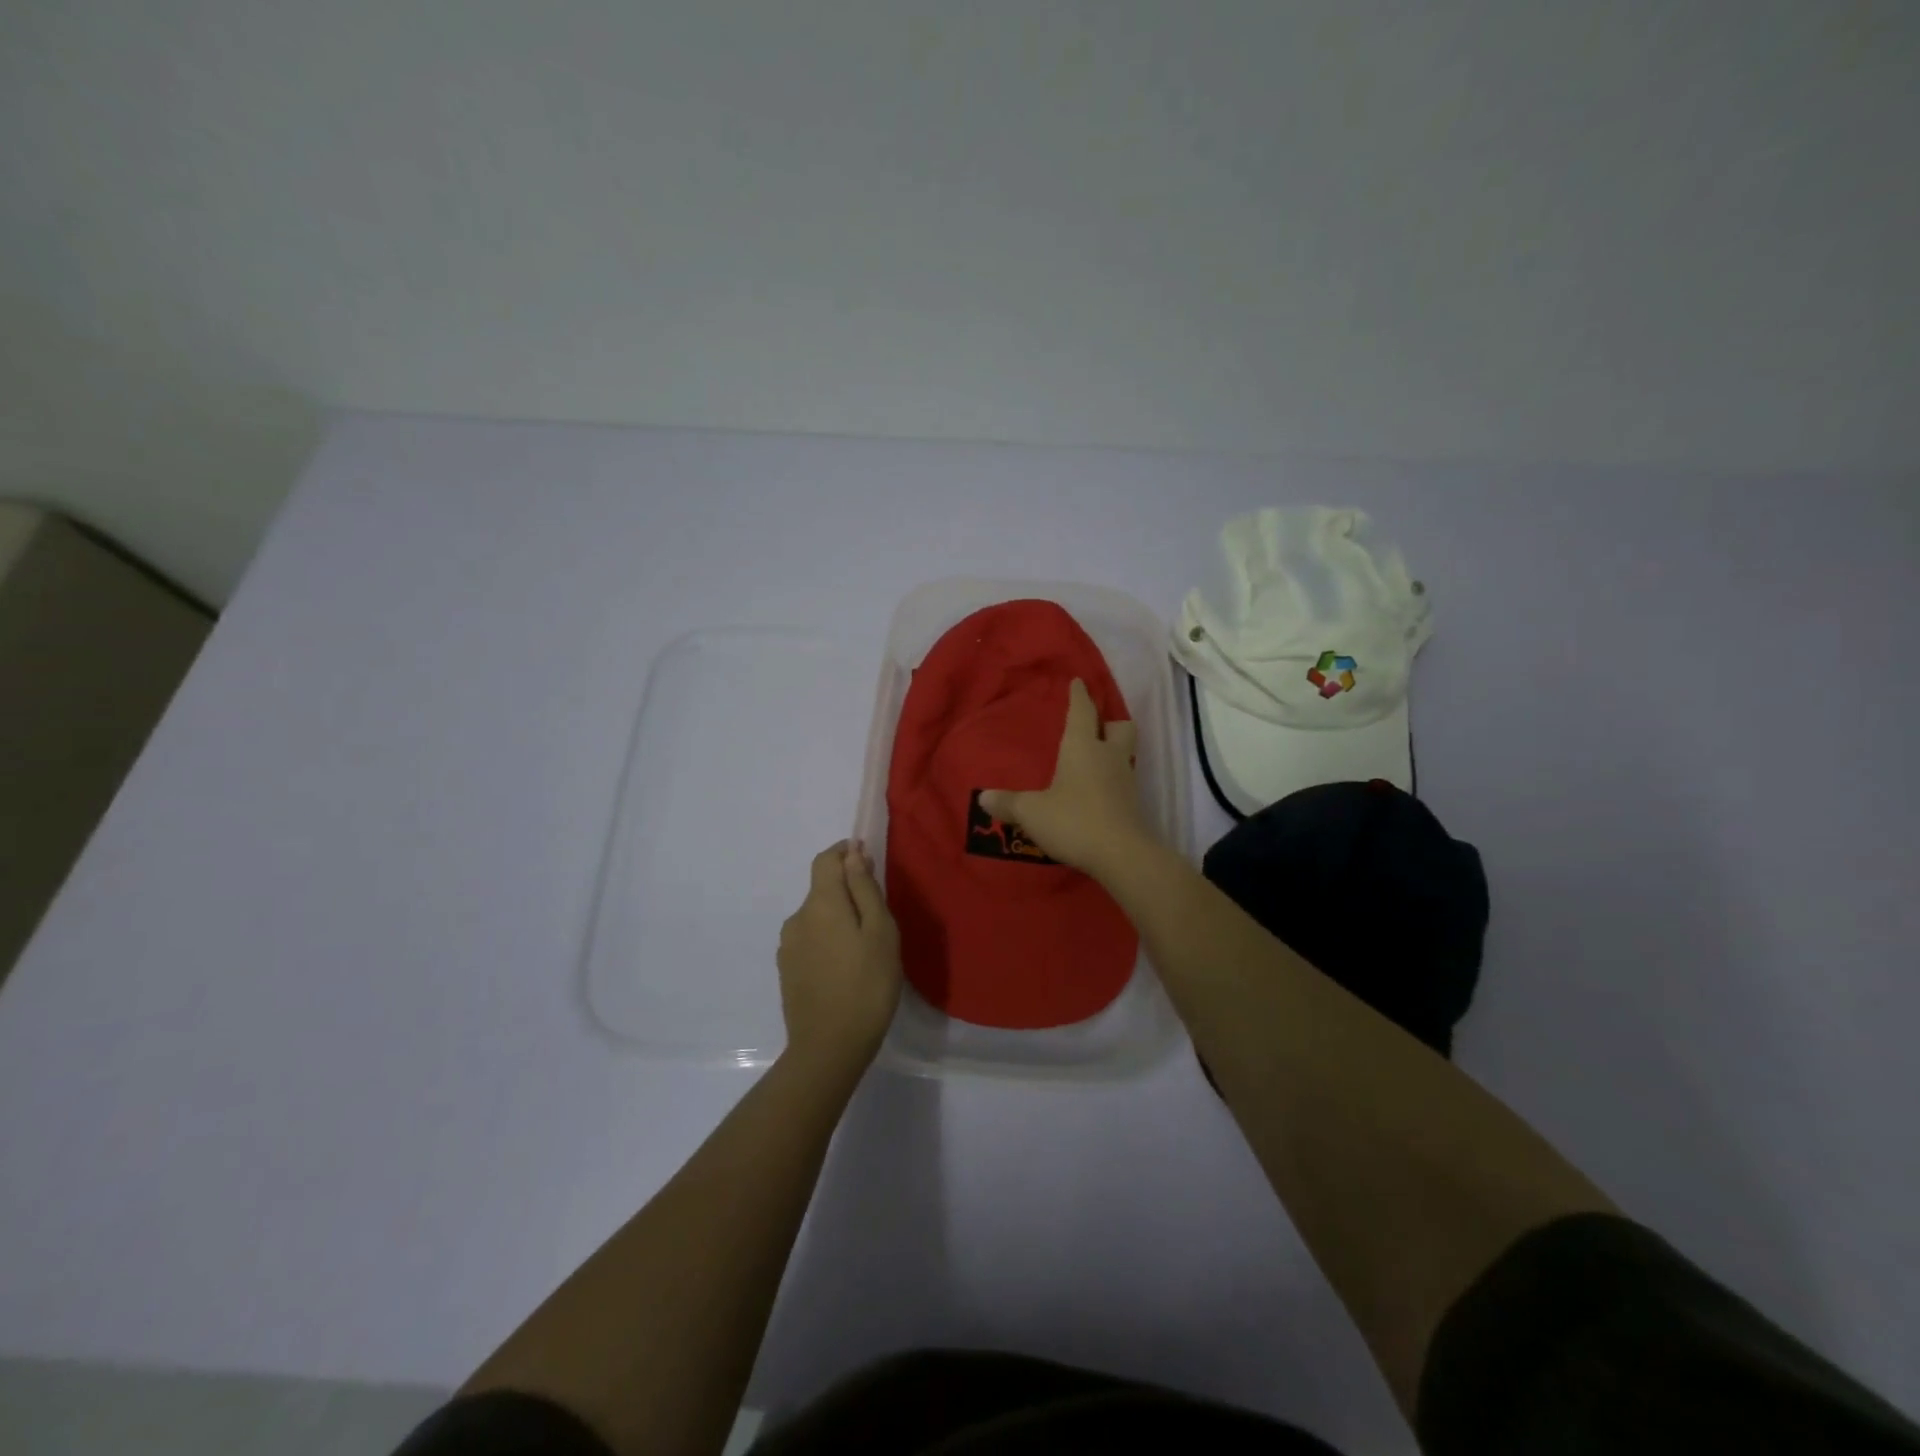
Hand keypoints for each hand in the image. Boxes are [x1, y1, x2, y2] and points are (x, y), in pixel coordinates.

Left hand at [777, 840, 902, 1069]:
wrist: (828, 1048)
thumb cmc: (866, 985)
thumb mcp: (880, 932)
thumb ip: (865, 889)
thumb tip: (853, 854)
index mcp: (821, 903)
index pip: (825, 860)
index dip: (845, 853)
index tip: (868, 860)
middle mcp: (797, 918)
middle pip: (821, 888)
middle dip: (847, 889)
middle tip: (878, 914)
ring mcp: (788, 946)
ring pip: (816, 916)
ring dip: (837, 917)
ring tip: (864, 945)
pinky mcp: (786, 971)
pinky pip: (810, 940)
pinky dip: (828, 939)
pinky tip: (845, 966)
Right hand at [980, 678, 1155, 877]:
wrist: (1121, 855)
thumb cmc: (1073, 820)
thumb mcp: (1032, 812)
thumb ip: (1008, 803)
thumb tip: (983, 798)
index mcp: (1083, 747)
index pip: (1083, 712)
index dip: (1079, 696)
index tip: (1079, 682)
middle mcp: (1108, 756)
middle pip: (1120, 726)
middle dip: (1108, 721)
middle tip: (1094, 727)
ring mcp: (1125, 780)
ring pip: (1124, 753)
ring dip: (1111, 751)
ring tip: (1091, 760)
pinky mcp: (1132, 804)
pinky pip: (1122, 780)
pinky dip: (1110, 779)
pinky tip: (1095, 792)